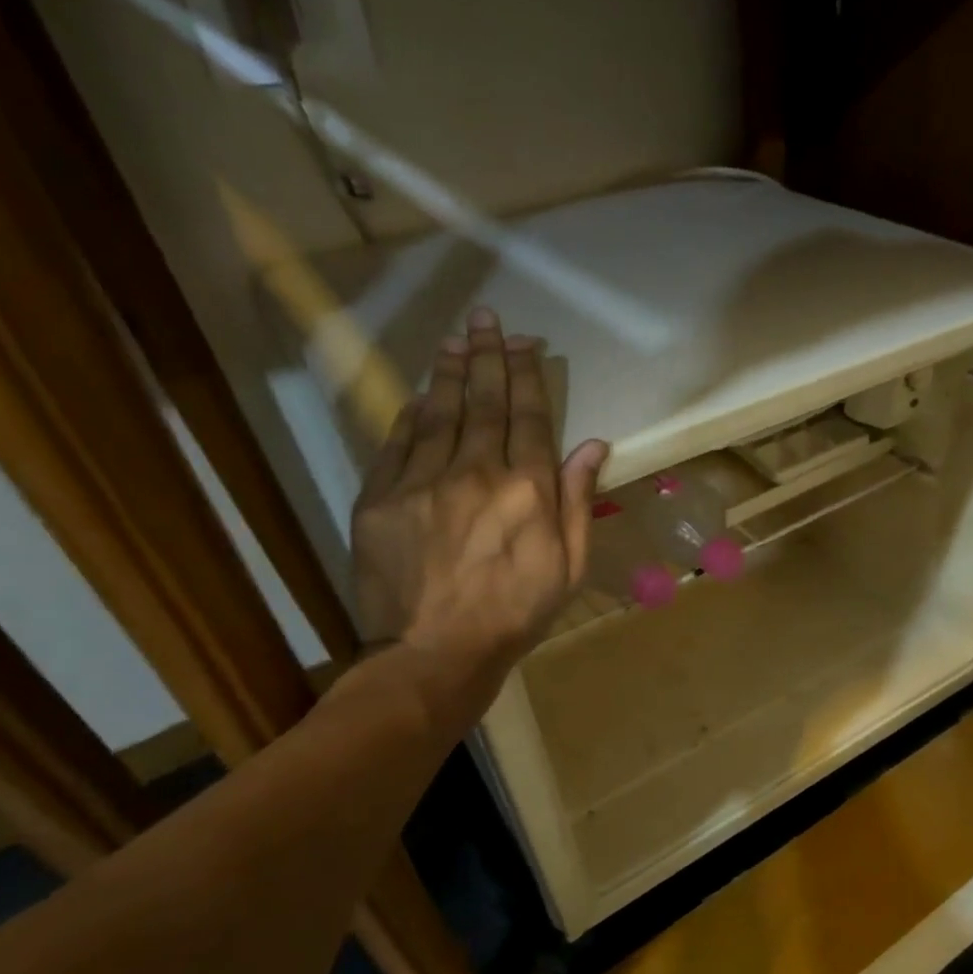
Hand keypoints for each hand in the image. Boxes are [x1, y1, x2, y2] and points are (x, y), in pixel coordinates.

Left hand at [351, 307, 606, 699]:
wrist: (434, 653)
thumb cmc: (515, 614)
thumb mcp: (569, 567)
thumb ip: (578, 501)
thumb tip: (592, 444)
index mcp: (528, 490)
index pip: (530, 417)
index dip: (528, 376)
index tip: (525, 344)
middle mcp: (477, 473)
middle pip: (485, 402)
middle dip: (488, 356)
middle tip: (488, 320)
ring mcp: (423, 481)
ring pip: (439, 412)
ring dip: (450, 371)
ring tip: (456, 338)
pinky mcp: (380, 497)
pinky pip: (398, 441)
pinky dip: (411, 413)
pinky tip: (420, 392)